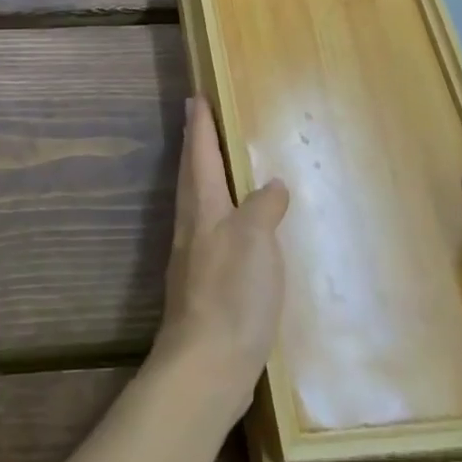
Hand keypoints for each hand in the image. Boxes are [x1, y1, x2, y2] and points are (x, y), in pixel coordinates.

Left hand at [152, 97, 288, 421]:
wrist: (207, 364)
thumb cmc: (231, 292)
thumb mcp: (256, 240)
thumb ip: (263, 207)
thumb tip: (271, 186)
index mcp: (203, 208)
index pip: (199, 154)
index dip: (198, 125)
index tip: (194, 96)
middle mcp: (192, 226)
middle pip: (190, 175)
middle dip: (194, 144)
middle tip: (196, 118)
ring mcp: (193, 257)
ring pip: (197, 203)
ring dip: (202, 176)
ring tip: (215, 164)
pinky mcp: (202, 286)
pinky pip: (209, 233)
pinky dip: (218, 215)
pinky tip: (234, 228)